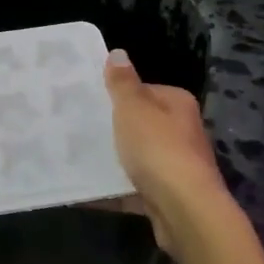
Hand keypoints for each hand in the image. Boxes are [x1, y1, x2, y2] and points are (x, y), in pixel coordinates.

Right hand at [98, 49, 263, 263]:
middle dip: (114, 128)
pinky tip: (89, 189)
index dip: (118, 95)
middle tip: (80, 128)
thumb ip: (122, 83)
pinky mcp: (168, 196)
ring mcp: (177, 166)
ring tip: (78, 157)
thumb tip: (118, 53)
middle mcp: (183, 132)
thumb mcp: (133, 108)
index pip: (145, 91)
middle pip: (141, 124)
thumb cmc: (158, 149)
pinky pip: (134, 187)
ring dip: (114, 160)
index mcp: (177, 104)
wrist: (185, 211)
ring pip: (137, 157)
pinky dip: (115, 188)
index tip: (90, 101)